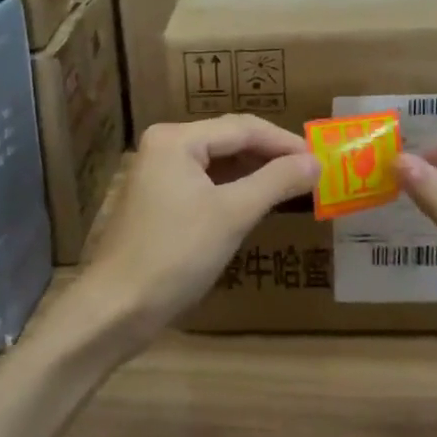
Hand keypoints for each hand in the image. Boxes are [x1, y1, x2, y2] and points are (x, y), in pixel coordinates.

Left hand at [65, 116, 318, 351]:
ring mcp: (157, 173)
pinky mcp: (157, 200)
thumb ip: (276, 181)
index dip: (284, 142)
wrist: (116, 308)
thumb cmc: (176, 254)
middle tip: (310, 172)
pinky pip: (203, 183)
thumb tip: (316, 161)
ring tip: (291, 185)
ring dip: (253, 172)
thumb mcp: (232, 214)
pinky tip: (255, 202)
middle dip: (269, 155)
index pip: (242, 128)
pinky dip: (232, 189)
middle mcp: (163, 146)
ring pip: (216, 162)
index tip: (320, 159)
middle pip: (228, 140)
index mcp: (176, 138)